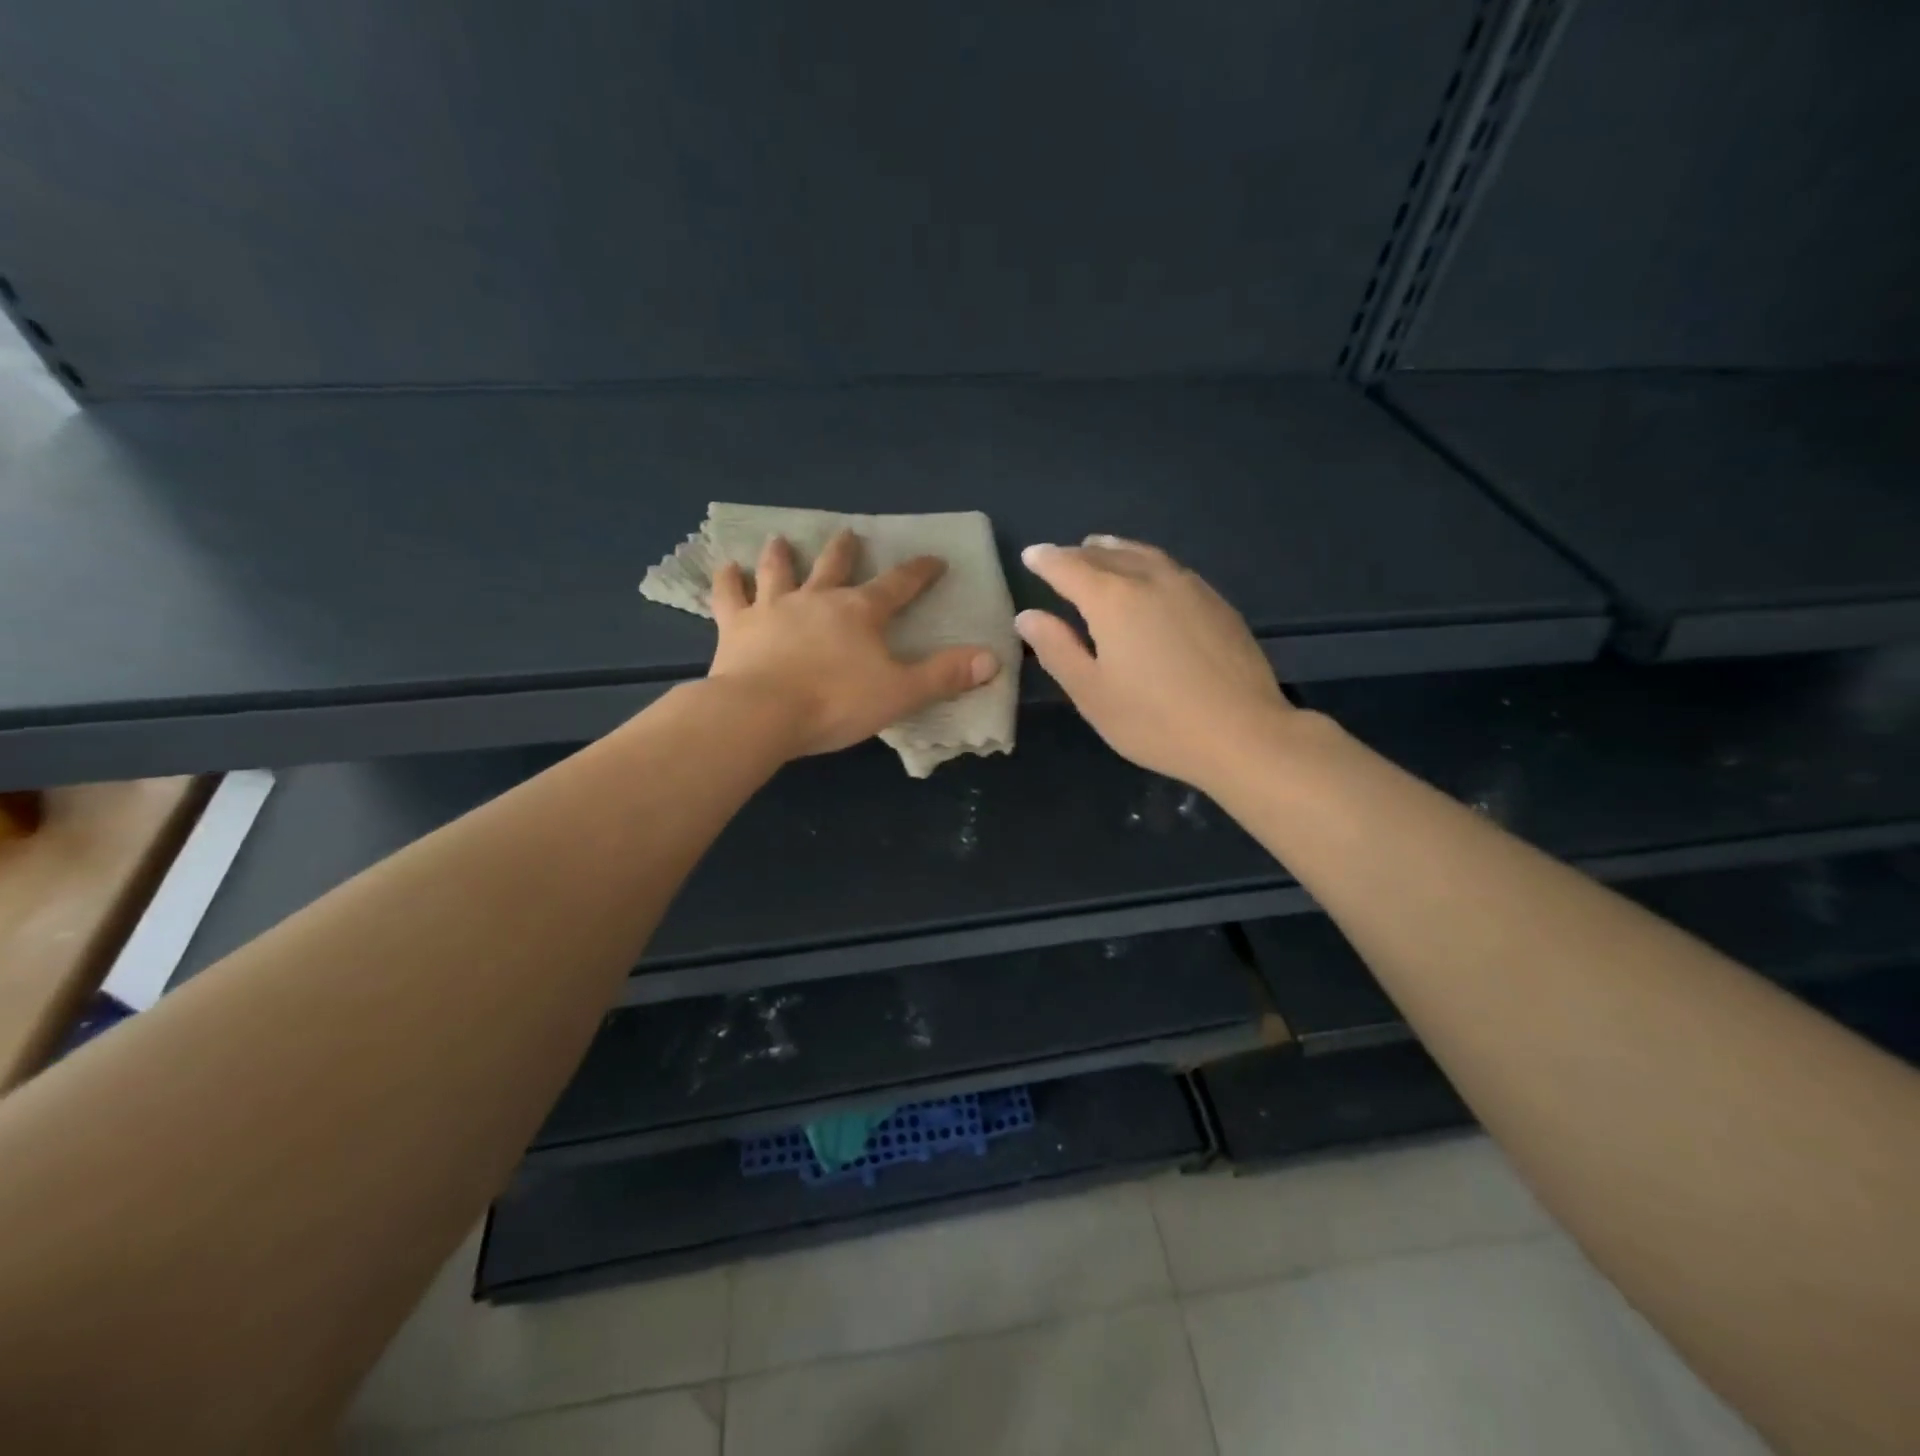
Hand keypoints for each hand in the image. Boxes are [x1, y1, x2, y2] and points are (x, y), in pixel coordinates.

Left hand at [708, 530, 999, 758]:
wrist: (762, 713)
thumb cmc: (835, 703)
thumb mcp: (900, 692)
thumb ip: (944, 675)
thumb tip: (993, 659)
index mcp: (860, 613)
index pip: (898, 585)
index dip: (919, 572)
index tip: (934, 560)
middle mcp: (817, 599)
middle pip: (834, 567)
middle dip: (845, 551)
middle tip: (849, 533)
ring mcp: (772, 608)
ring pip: (779, 571)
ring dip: (781, 554)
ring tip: (780, 539)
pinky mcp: (736, 627)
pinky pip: (729, 596)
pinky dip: (727, 580)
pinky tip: (725, 568)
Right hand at [1016, 536, 1293, 786]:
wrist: (1242, 734)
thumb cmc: (1154, 721)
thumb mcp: (1091, 693)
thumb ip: (1056, 649)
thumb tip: (1028, 617)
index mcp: (1112, 599)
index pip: (1068, 567)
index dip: (1045, 560)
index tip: (1030, 555)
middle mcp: (1150, 579)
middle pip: (1105, 555)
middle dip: (1078, 554)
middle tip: (1060, 557)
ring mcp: (1189, 586)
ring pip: (1142, 555)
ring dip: (1114, 550)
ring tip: (1100, 550)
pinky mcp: (1216, 602)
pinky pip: (1170, 567)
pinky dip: (1146, 562)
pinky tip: (1149, 577)